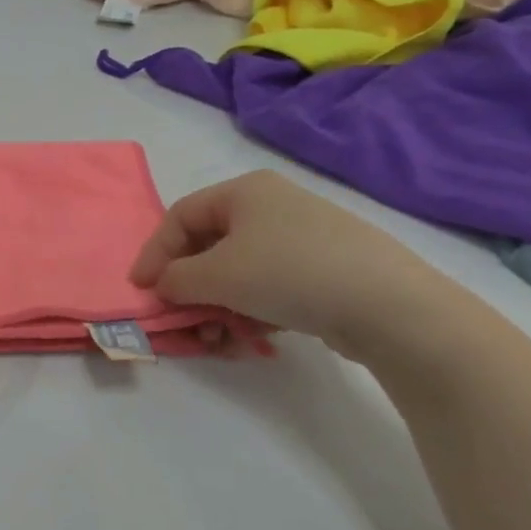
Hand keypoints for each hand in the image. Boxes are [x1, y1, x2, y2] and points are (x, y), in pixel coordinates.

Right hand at [129, 170, 453, 359]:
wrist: (389, 305)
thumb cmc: (288, 272)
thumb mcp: (217, 275)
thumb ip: (176, 279)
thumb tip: (163, 285)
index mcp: (244, 191)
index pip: (181, 216)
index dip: (155, 252)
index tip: (141, 288)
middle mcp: (272, 206)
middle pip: (210, 246)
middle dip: (190, 288)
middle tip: (181, 318)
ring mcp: (303, 238)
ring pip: (239, 272)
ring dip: (218, 306)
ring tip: (218, 339)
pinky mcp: (325, 270)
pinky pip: (270, 287)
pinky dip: (251, 311)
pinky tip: (251, 338)